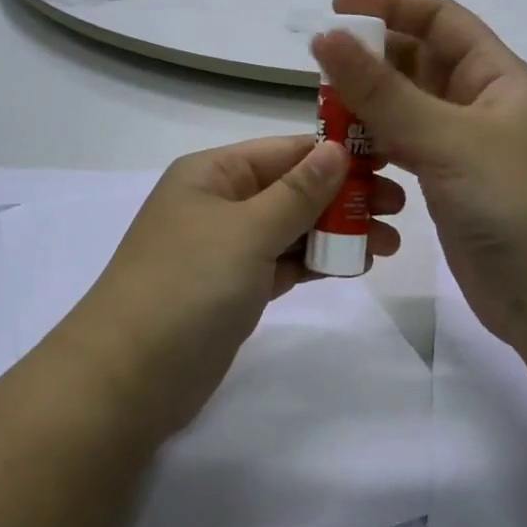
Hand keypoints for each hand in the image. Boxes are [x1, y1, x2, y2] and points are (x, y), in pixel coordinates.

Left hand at [61, 136, 403, 436]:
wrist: (128, 378)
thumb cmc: (187, 285)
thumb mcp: (247, 230)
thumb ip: (297, 192)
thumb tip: (337, 148)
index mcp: (213, 173)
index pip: (285, 150)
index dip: (337, 153)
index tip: (391, 161)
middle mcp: (218, 202)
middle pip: (292, 188)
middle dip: (343, 196)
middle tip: (398, 210)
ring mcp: (225, 248)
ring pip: (291, 228)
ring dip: (336, 232)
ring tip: (387, 243)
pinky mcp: (233, 289)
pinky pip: (283, 263)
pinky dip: (315, 262)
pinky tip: (353, 265)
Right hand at [310, 0, 526, 361]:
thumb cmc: (518, 204)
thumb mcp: (448, 139)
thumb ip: (383, 91)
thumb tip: (326, 37)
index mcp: (495, 78)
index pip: (440, 20)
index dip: (390, 6)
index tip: (336, 10)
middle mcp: (479, 107)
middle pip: (416, 65)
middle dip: (369, 62)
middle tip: (318, 75)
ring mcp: (463, 151)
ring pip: (404, 112)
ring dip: (365, 110)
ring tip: (323, 118)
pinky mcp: (448, 190)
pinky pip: (403, 153)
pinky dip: (373, 150)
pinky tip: (345, 160)